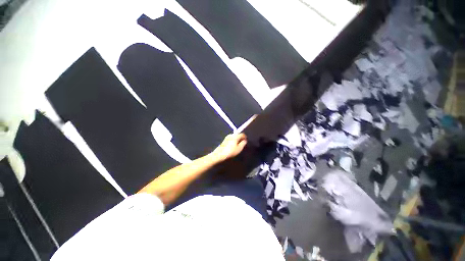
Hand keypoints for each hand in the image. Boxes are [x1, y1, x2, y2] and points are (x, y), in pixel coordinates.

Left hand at [211, 133, 246, 161]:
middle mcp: (231, 135)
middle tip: (242, 143)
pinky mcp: (224, 140)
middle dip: (240, 138)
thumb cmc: (230, 151)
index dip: (245, 137)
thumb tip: (245, 140)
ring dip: (236, 140)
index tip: (246, 140)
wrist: (219, 154)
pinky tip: (233, 146)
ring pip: (234, 137)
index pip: (242, 134)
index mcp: (235, 136)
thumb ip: (243, 144)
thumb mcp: (239, 149)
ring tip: (238, 145)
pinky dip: (233, 141)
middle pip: (237, 135)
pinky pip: (231, 139)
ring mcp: (227, 137)